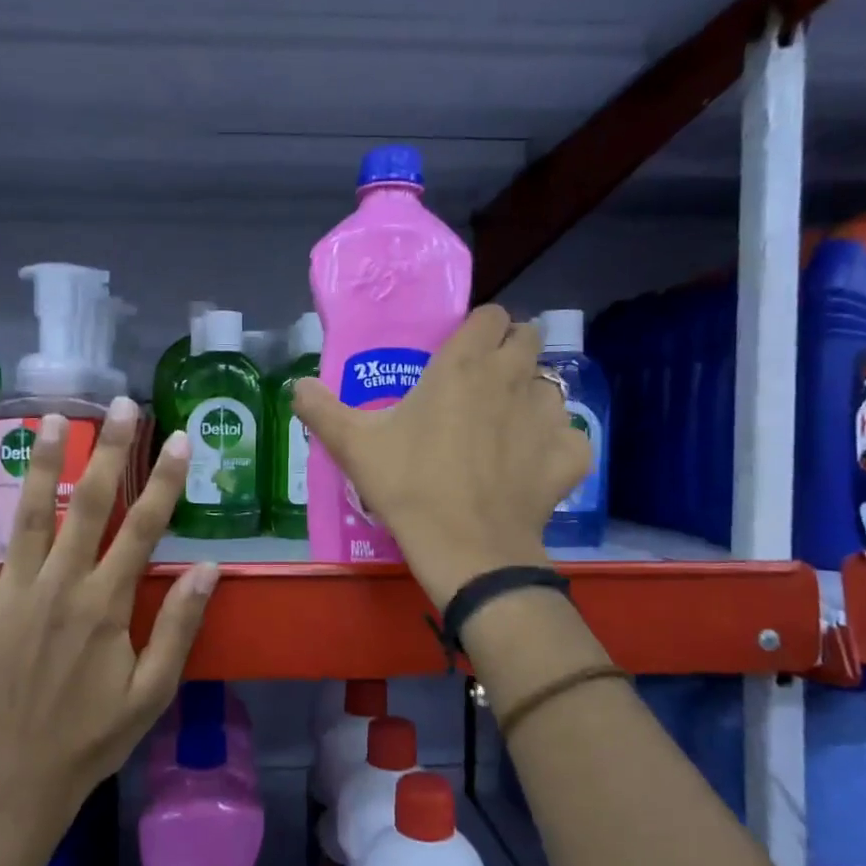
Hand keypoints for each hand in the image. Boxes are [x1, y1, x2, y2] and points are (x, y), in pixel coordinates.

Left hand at [0, 398, 218, 832]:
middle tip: (120, 405)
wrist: (16, 779)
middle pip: (89, 506)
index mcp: (105, 606)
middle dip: (108, 451)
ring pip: (27, 516)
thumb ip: (178, 626)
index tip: (179, 439)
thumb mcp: (152, 692)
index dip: (165, 480)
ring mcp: (10, 596)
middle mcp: (59, 588)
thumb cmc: (92, 736)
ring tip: (49, 418)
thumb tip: (210, 567)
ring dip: (41, 464)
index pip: (143, 528)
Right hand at [292, 304, 589, 606]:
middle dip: (510, 351)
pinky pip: (569, 435)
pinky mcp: (569, 454)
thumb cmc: (409, 486)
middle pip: (529, 338)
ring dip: (530, 396)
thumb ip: (321, 409)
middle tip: (482, 383)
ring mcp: (548, 416)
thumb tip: (296, 385)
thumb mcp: (354, 446)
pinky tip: (532, 464)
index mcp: (465, 365)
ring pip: (550, 386)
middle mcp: (513, 378)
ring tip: (505, 426)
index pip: (491, 315)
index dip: (478, 329)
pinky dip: (554, 445)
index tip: (460, 352)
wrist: (466, 549)